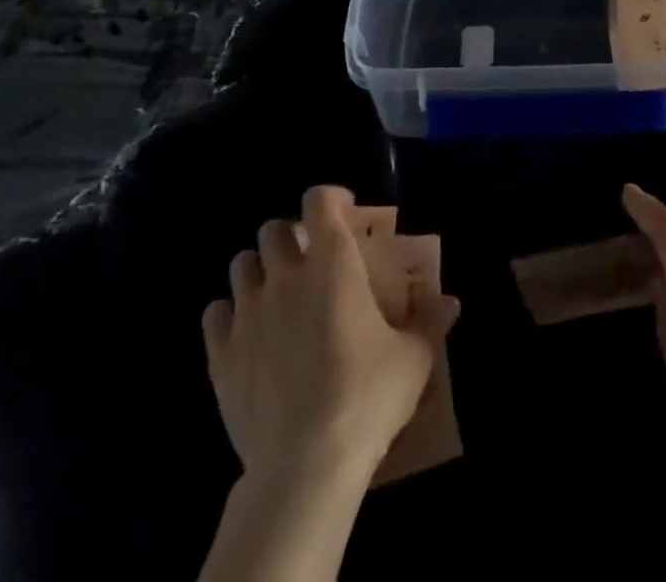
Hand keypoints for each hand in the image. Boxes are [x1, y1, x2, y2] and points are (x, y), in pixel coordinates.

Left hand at [204, 186, 459, 482]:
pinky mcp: (220, 355)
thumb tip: (451, 303)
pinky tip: (247, 332)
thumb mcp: (414, 358)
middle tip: (310, 260)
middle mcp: (285, 275)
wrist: (305, 465)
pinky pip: (215, 313)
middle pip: (273, 229)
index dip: (330, 199)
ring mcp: (248, 314)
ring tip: (277, 293)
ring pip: (241, 264)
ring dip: (259, 269)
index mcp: (332, 262)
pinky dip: (229, 313)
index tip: (344, 212)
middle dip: (291, 235)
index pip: (319, 201)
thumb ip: (430, 322)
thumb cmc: (367, 396)